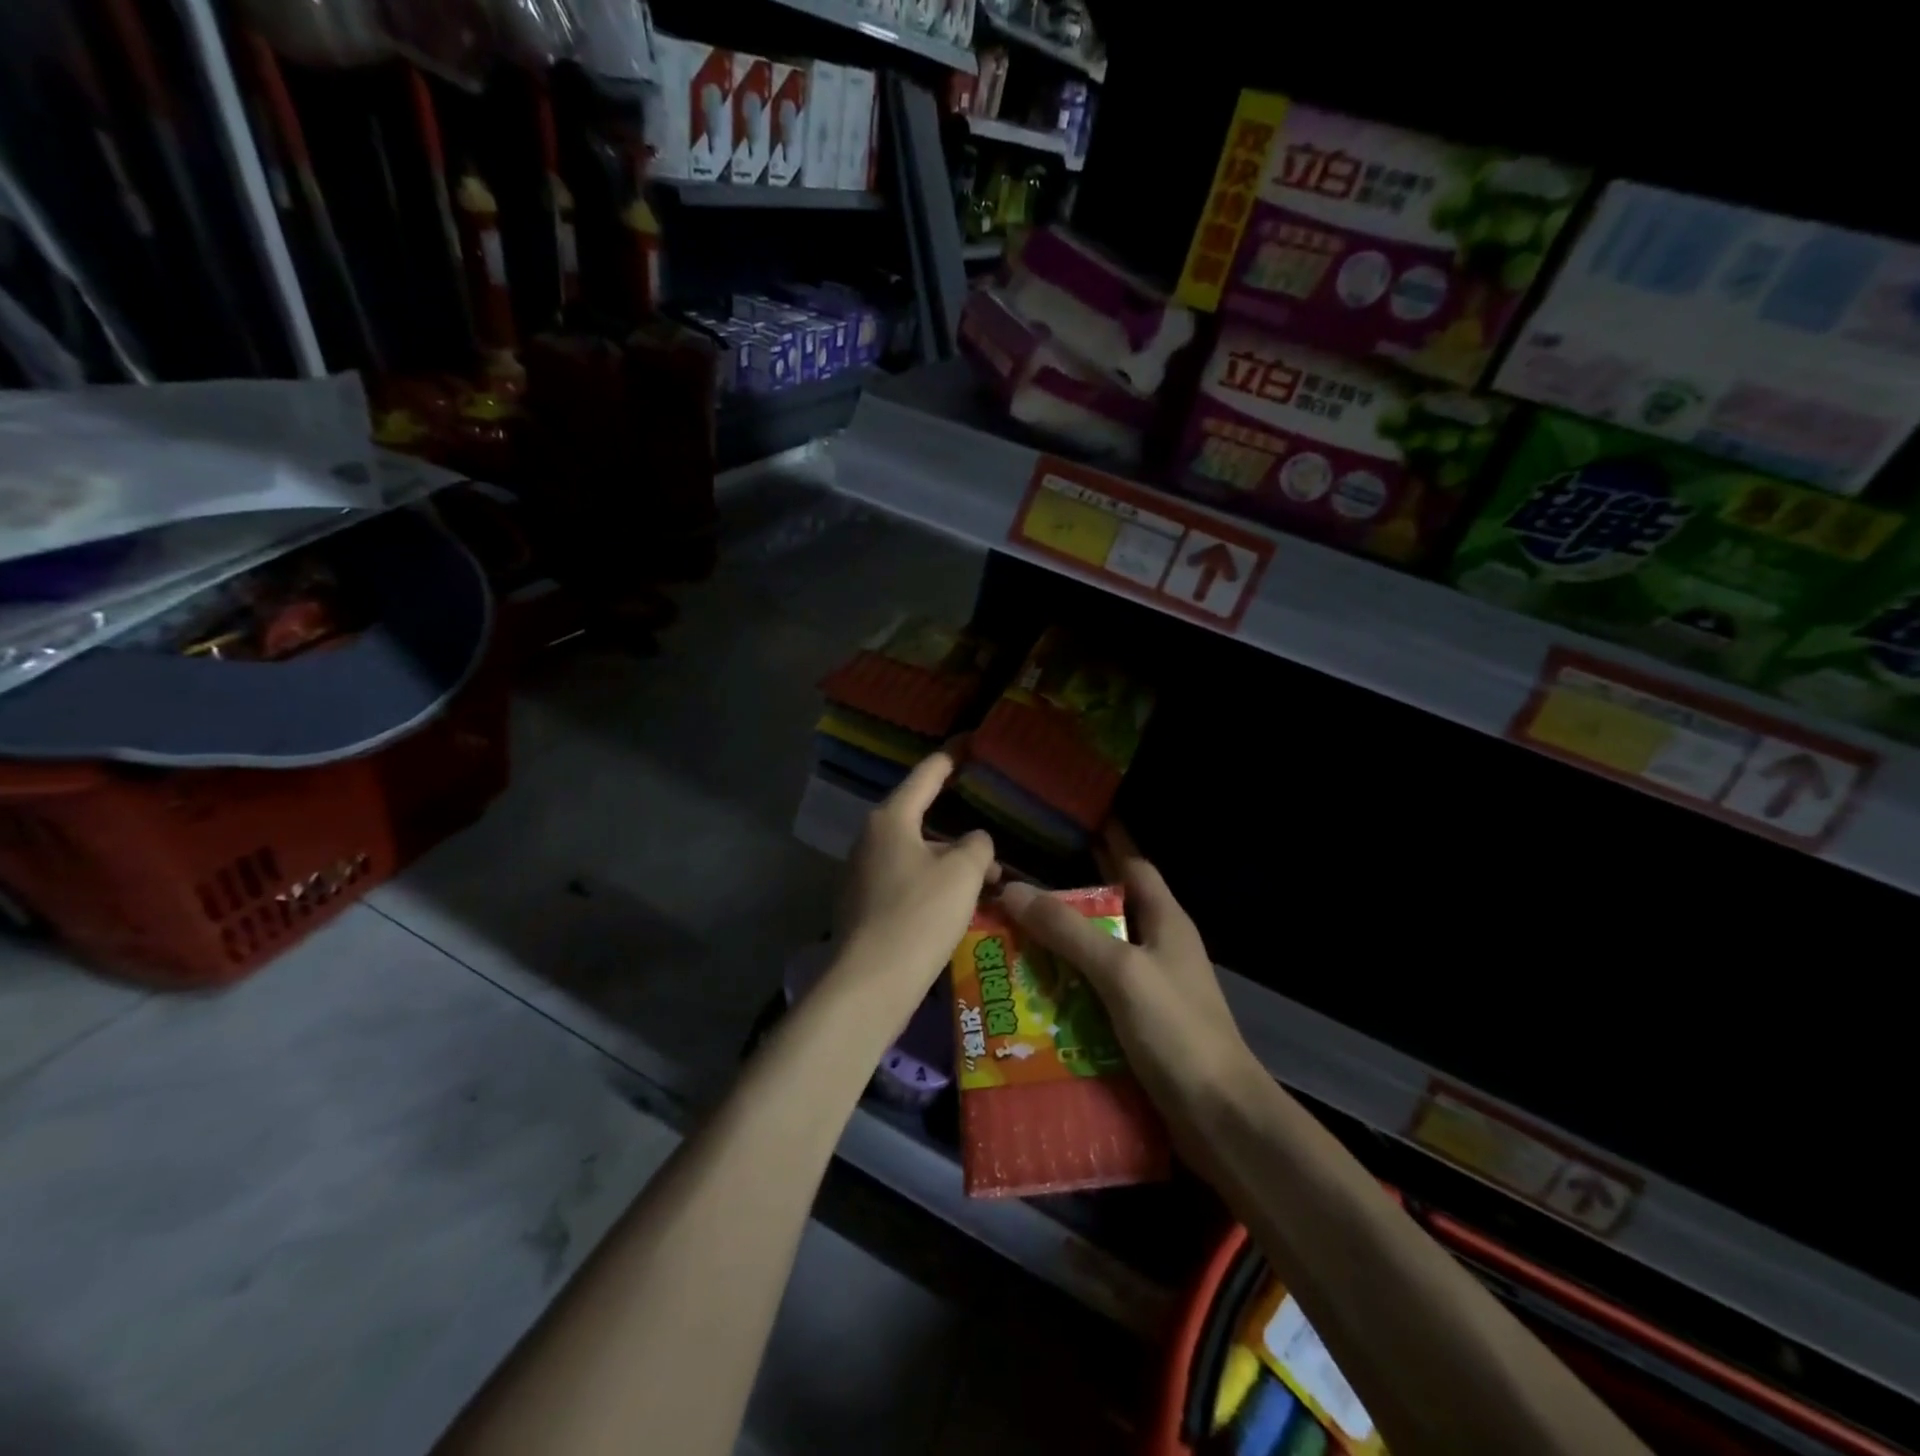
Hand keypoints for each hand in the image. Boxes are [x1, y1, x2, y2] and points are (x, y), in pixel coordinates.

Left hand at [834, 749, 997, 1011]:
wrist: (871, 982)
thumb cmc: (920, 915)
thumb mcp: (963, 873)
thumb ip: (977, 846)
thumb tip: (974, 842)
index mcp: (890, 819)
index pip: (926, 775)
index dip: (951, 757)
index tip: (968, 742)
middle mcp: (869, 839)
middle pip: (920, 820)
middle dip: (957, 830)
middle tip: (990, 836)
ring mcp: (861, 874)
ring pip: (915, 855)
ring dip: (949, 863)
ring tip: (986, 882)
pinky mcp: (862, 905)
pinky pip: (905, 882)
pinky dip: (931, 885)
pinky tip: (956, 907)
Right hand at [997, 823, 1260, 1162]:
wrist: (1219, 1118)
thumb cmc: (1177, 1030)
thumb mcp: (1119, 971)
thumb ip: (1067, 930)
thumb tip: (1012, 890)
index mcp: (1165, 920)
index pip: (1133, 865)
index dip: (1107, 841)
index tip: (1072, 821)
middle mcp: (1159, 947)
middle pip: (1109, 908)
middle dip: (1068, 897)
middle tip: (1017, 886)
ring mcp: (1150, 987)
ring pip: (1098, 953)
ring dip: (1061, 946)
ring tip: (1011, 936)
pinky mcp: (1140, 1025)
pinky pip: (1096, 993)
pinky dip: (1067, 987)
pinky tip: (1032, 992)